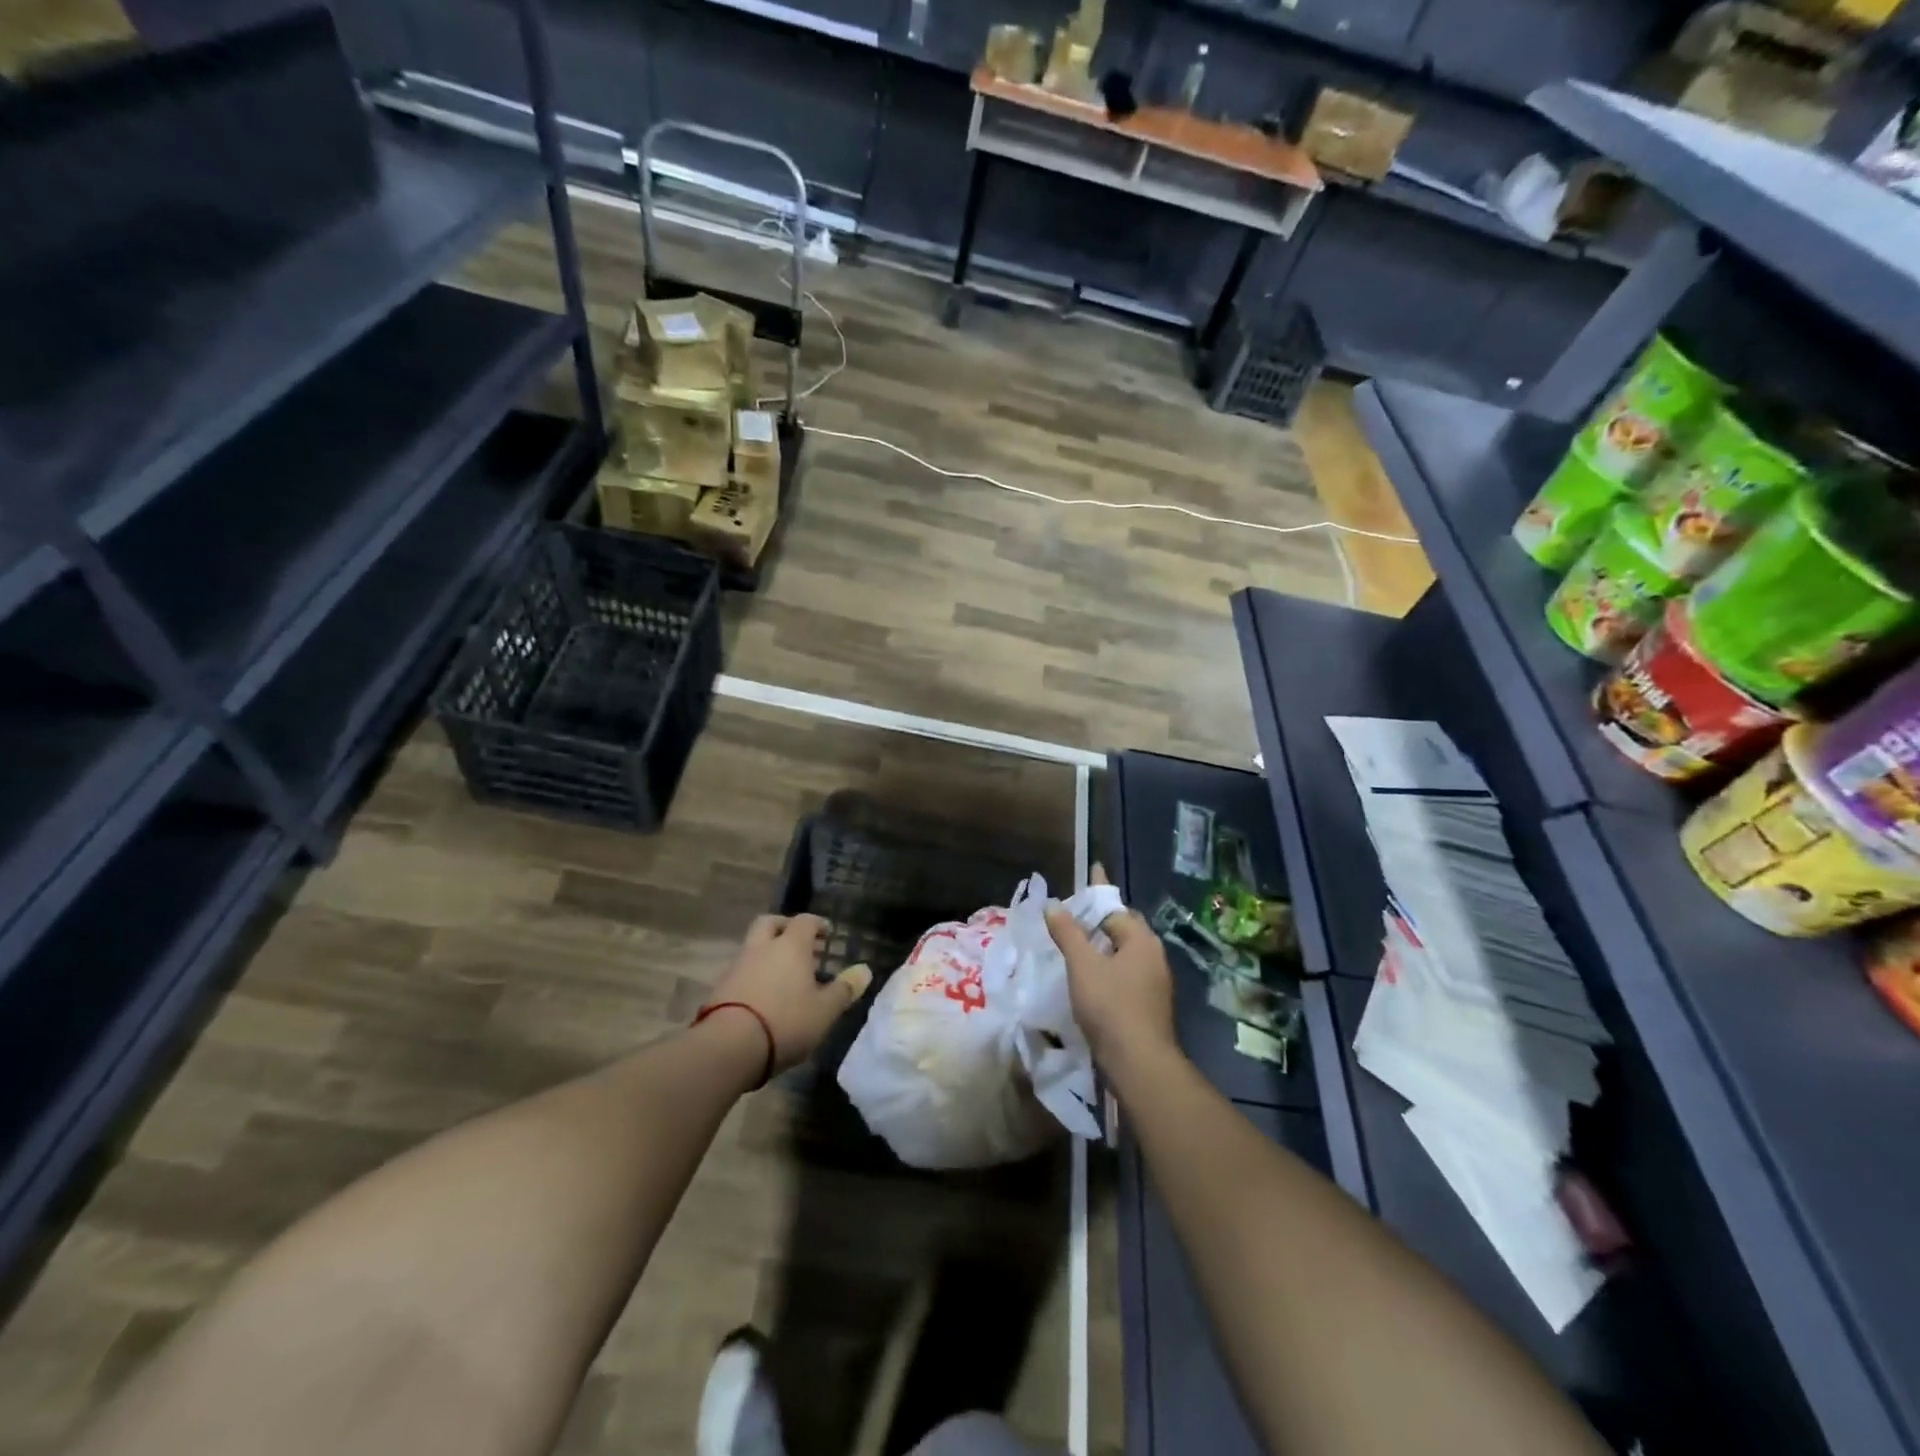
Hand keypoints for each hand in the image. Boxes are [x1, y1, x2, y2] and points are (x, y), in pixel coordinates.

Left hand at [706, 915, 871, 1075]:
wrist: (728, 1046)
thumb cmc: (785, 1022)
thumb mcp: (825, 1010)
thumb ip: (845, 989)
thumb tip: (865, 970)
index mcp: (790, 946)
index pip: (805, 921)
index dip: (817, 924)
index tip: (826, 934)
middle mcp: (762, 948)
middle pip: (771, 923)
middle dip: (785, 928)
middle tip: (801, 943)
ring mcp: (738, 966)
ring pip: (754, 946)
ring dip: (769, 953)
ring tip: (785, 975)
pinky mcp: (721, 988)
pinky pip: (743, 970)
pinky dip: (755, 973)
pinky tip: (765, 995)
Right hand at [1045, 866, 1175, 1073]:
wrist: (1140, 1064)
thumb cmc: (1111, 1006)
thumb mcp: (1082, 965)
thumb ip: (1068, 933)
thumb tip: (1054, 905)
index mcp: (1141, 940)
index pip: (1115, 906)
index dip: (1097, 891)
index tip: (1090, 870)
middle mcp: (1154, 955)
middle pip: (1124, 928)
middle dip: (1102, 919)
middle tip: (1074, 915)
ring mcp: (1155, 982)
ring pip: (1126, 953)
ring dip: (1104, 946)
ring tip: (1077, 945)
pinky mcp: (1150, 1005)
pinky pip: (1127, 974)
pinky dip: (1109, 968)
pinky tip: (1091, 979)